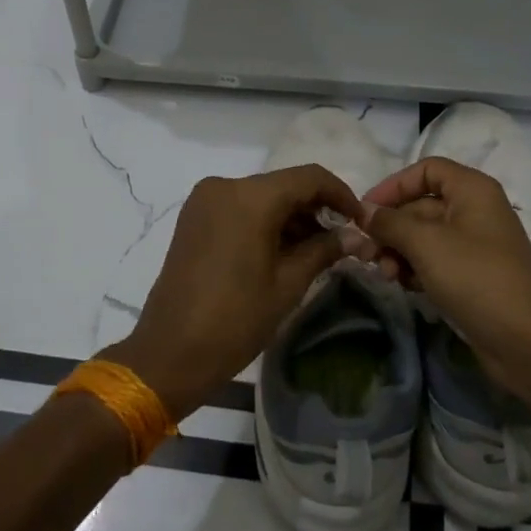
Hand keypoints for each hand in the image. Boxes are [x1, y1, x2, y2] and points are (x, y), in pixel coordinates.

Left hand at [111, 165, 362, 421]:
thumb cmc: (236, 319)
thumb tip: (357, 236)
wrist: (170, 352)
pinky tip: (282, 250)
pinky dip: (264, 221)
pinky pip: (239, 207)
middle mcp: (224, 185)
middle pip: (284, 185)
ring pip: (261, 196)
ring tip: (315, 251)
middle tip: (340, 241)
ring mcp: (204, 200)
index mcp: (250, 197)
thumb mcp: (288, 284)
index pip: (309, 178)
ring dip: (290, 216)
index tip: (360, 221)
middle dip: (315, 208)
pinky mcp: (193, 217)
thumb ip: (324, 250)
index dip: (341, 195)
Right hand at [360, 157, 530, 394]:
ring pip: (424, 237)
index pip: (426, 170)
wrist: (527, 341)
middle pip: (420, 205)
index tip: (366, 211)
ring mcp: (474, 245)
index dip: (393, 185)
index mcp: (472, 190)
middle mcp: (475, 211)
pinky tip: (403, 285)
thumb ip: (390, 223)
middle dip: (390, 227)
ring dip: (398, 251)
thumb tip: (363, 211)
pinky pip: (434, 261)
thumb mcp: (426, 244)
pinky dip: (415, 269)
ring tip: (384, 274)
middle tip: (364, 253)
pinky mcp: (472, 276)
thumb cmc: (476, 278)